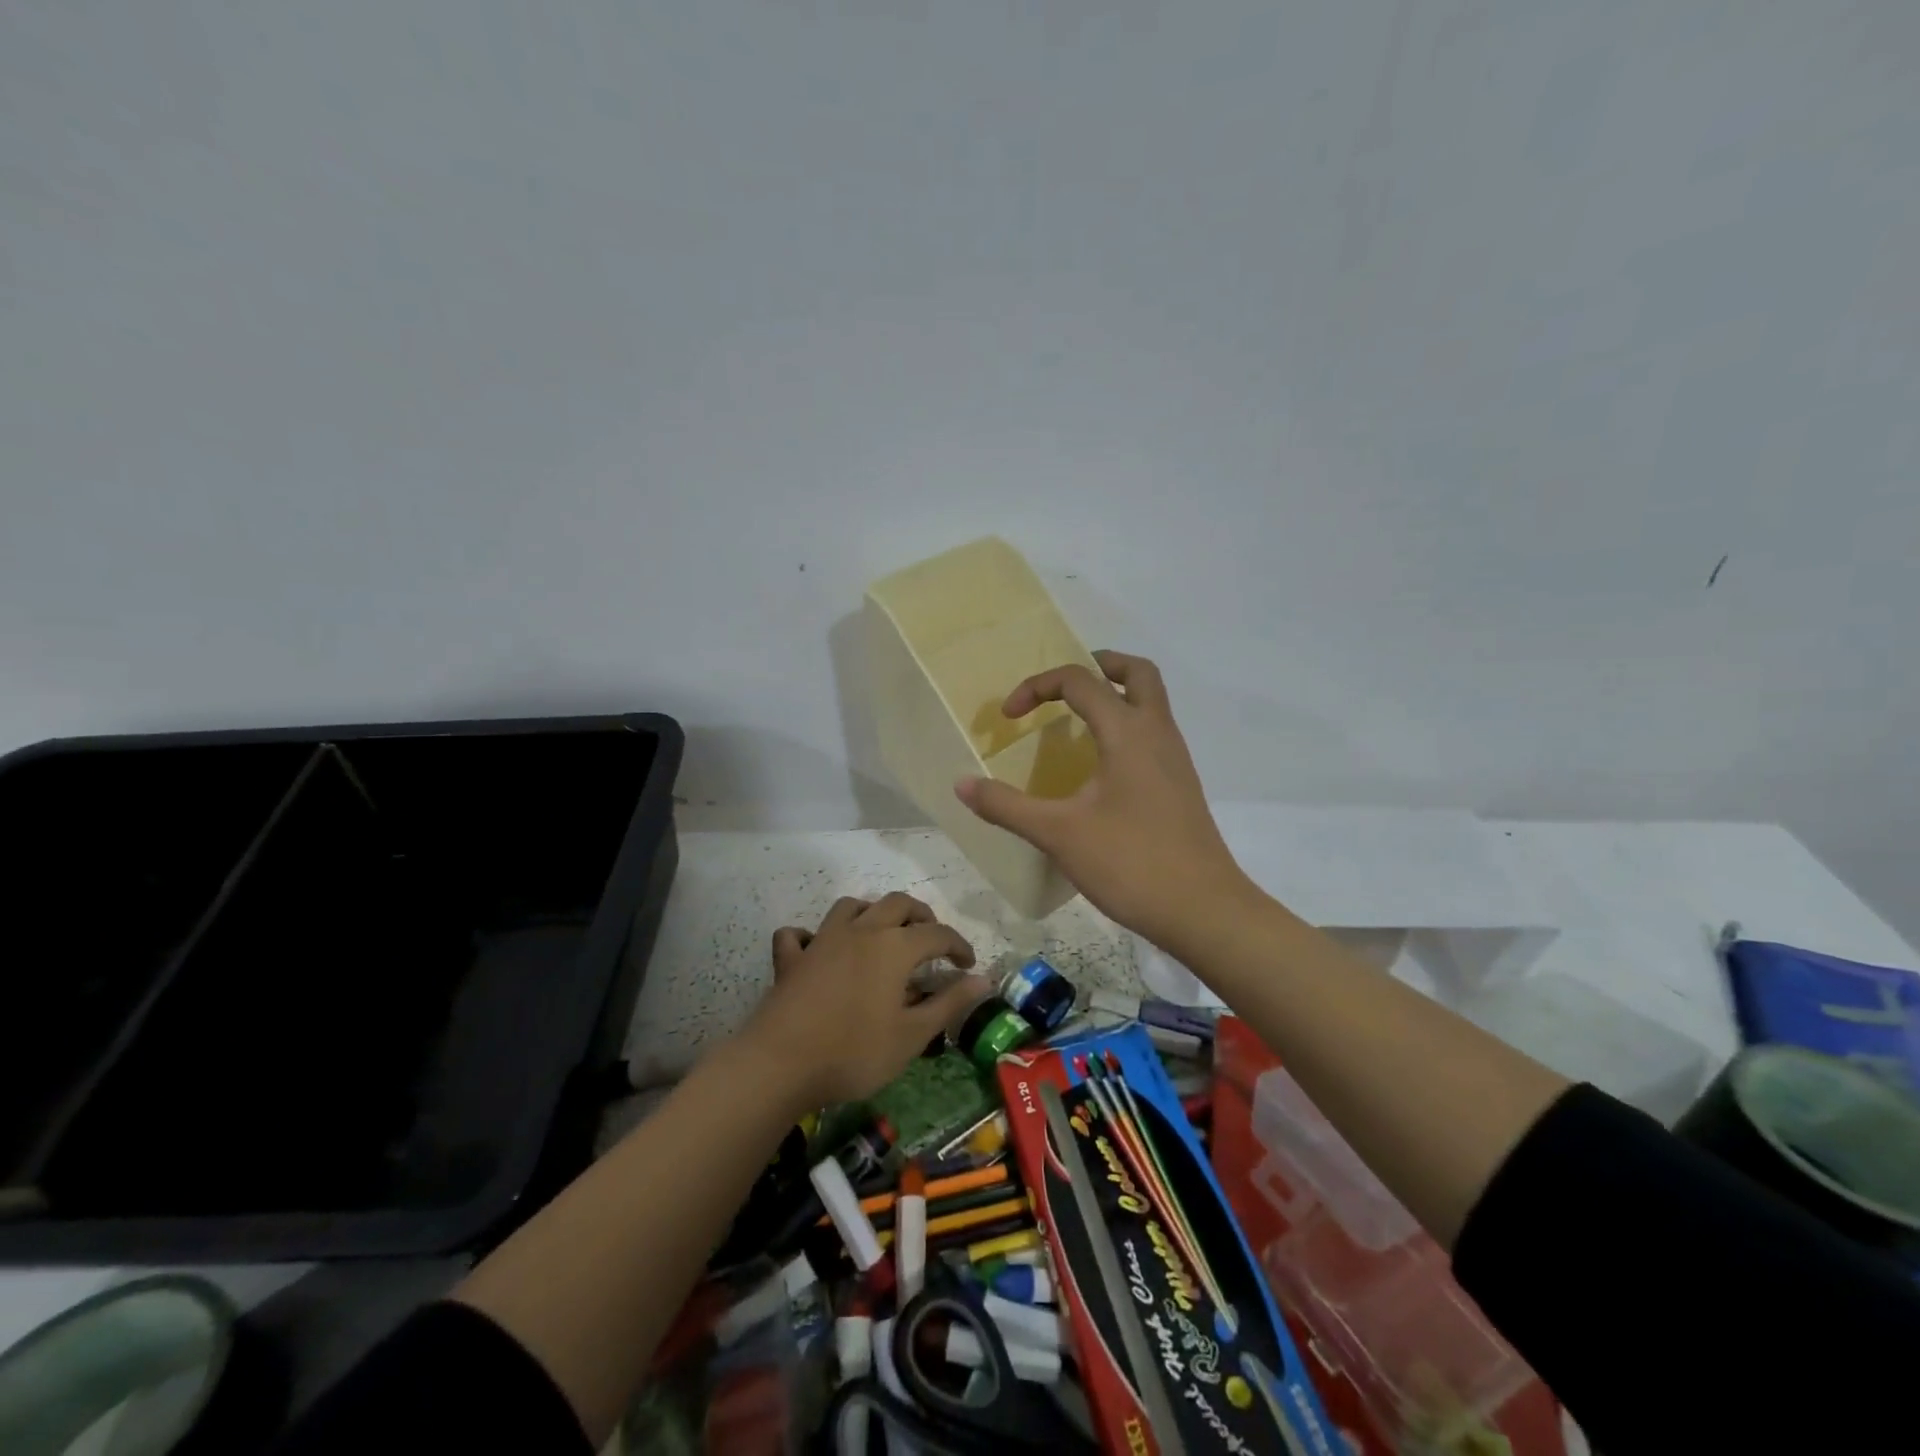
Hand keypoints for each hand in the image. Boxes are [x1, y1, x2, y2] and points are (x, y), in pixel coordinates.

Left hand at [739, 893, 990, 1110]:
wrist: (780, 1063)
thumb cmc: (855, 1052)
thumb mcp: (912, 1035)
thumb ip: (949, 1003)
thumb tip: (984, 979)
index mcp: (895, 947)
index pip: (937, 933)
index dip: (958, 945)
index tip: (967, 965)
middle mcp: (861, 930)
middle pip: (897, 904)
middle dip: (920, 916)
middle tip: (931, 941)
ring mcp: (822, 939)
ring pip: (852, 906)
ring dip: (872, 913)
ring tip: (882, 935)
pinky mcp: (791, 958)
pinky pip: (799, 934)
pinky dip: (811, 935)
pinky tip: (817, 949)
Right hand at [954, 651, 1254, 953]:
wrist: (1203, 910)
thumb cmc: (1131, 864)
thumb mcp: (1058, 834)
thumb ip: (1007, 806)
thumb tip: (962, 784)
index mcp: (1128, 732)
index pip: (1080, 681)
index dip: (1037, 687)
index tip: (1009, 718)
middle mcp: (1158, 733)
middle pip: (1136, 672)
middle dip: (1097, 666)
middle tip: (1063, 687)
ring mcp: (1175, 760)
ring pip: (1151, 702)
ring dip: (1115, 696)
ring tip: (1075, 722)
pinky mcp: (1180, 785)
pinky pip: (1154, 734)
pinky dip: (1126, 727)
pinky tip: (1099, 767)